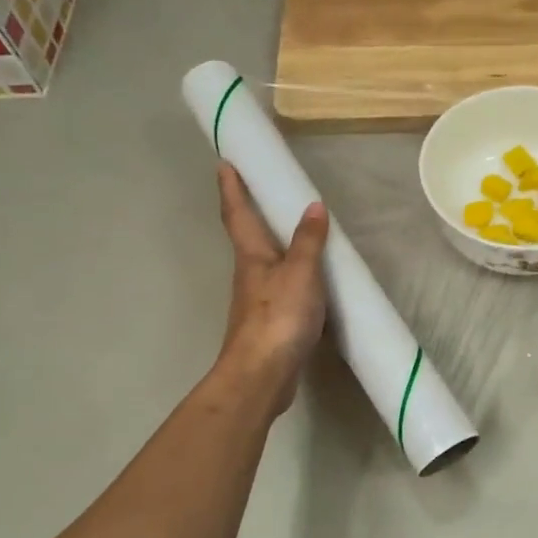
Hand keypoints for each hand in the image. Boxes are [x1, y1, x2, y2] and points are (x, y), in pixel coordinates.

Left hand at [216, 163, 327, 413]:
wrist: (263, 374)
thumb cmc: (278, 317)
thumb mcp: (300, 273)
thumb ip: (308, 241)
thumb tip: (313, 206)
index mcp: (252, 257)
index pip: (238, 214)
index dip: (232, 188)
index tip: (225, 163)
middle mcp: (249, 275)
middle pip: (247, 238)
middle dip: (250, 214)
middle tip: (261, 193)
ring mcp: (257, 301)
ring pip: (265, 265)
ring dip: (274, 248)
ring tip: (293, 235)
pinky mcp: (270, 324)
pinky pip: (282, 290)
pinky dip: (293, 278)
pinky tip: (309, 285)